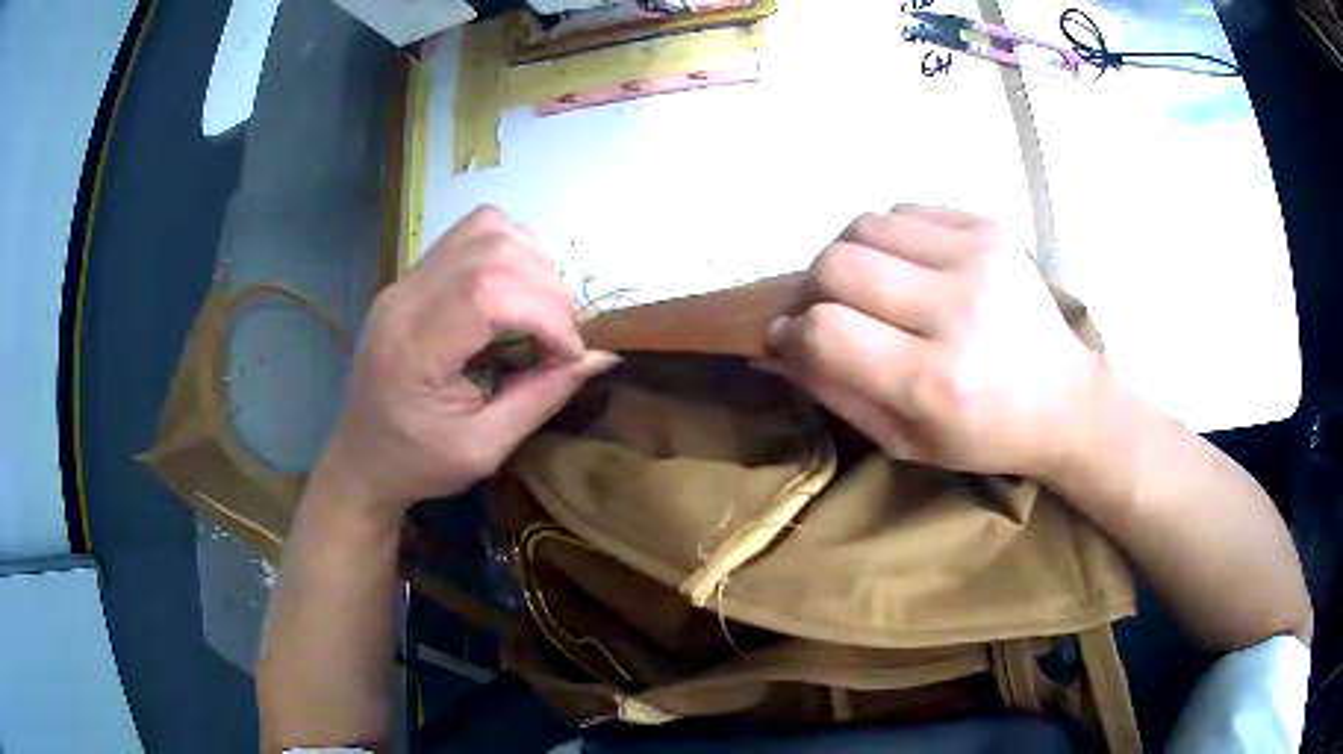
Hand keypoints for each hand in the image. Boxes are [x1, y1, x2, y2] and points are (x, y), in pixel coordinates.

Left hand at [315, 207, 616, 519]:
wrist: (363, 457)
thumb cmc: (419, 463)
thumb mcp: (485, 448)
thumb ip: (543, 397)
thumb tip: (602, 357)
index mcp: (414, 347)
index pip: (487, 291)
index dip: (545, 312)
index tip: (570, 354)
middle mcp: (405, 297)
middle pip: (492, 249)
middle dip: (548, 289)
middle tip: (560, 338)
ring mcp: (406, 279)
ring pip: (486, 227)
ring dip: (533, 261)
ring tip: (544, 309)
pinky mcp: (414, 276)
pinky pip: (472, 234)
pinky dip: (512, 250)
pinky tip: (520, 289)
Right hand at [766, 205, 1102, 478]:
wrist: (1065, 398)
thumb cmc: (984, 434)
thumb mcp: (904, 440)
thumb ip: (836, 391)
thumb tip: (780, 345)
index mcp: (935, 380)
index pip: (827, 330)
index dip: (791, 333)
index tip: (788, 339)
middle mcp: (957, 309)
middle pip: (837, 264)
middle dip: (811, 289)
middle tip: (821, 310)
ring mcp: (977, 258)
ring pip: (864, 225)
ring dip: (846, 257)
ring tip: (864, 287)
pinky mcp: (988, 228)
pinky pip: (904, 211)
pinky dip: (886, 237)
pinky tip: (901, 266)